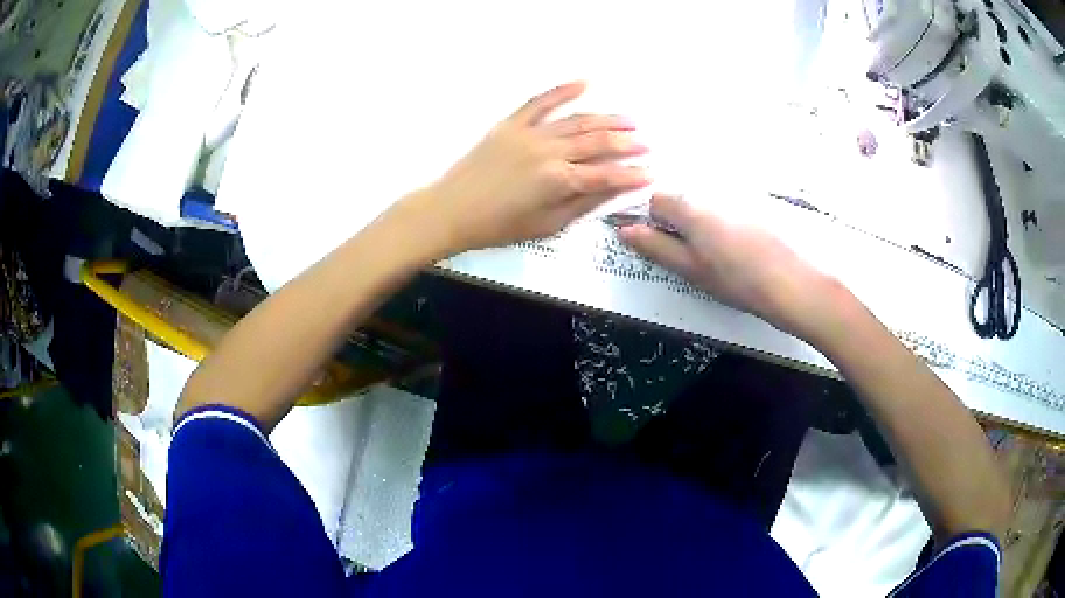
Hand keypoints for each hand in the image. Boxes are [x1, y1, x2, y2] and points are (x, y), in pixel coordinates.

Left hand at [402, 82, 650, 255]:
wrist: (452, 210)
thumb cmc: (498, 226)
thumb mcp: (546, 226)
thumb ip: (582, 205)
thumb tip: (613, 190)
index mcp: (558, 181)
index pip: (607, 175)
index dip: (632, 174)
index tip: (650, 173)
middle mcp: (549, 152)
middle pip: (597, 143)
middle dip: (626, 144)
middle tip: (645, 144)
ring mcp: (529, 134)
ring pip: (577, 121)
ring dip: (606, 119)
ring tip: (628, 121)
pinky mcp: (511, 124)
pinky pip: (540, 102)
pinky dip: (563, 90)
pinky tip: (584, 83)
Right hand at [619, 194, 839, 336]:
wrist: (795, 283)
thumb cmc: (738, 279)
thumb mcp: (691, 269)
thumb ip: (655, 247)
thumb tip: (624, 230)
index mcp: (689, 205)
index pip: (653, 199)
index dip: (652, 222)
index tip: (664, 245)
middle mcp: (709, 190)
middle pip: (680, 197)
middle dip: (678, 221)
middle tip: (692, 254)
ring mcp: (735, 193)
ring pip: (704, 201)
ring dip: (702, 222)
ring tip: (718, 253)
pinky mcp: (756, 202)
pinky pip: (726, 204)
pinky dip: (724, 220)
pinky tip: (738, 245)